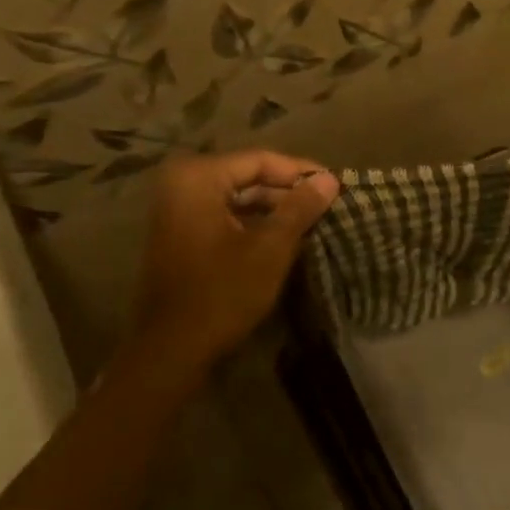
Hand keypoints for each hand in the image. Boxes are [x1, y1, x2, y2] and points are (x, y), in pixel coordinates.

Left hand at [135, 150, 338, 365]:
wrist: (172, 349)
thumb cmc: (222, 293)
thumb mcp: (270, 248)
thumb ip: (300, 208)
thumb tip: (330, 180)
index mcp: (198, 178)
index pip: (261, 160)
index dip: (302, 172)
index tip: (337, 185)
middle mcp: (182, 184)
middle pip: (248, 176)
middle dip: (288, 191)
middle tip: (328, 205)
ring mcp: (177, 210)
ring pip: (238, 197)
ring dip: (274, 209)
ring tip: (313, 221)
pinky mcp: (181, 234)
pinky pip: (225, 215)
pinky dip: (255, 223)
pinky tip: (286, 237)